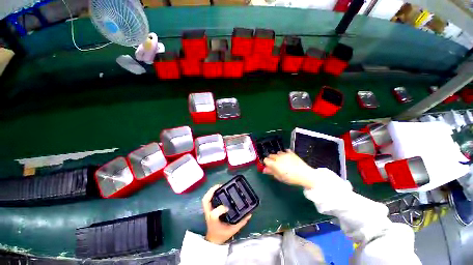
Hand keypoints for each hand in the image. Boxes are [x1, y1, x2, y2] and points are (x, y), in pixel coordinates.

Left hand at [201, 185, 251, 244]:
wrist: (213, 240)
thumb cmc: (222, 234)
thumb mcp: (233, 230)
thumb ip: (241, 223)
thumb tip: (249, 214)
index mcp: (214, 221)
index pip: (214, 215)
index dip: (220, 209)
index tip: (227, 208)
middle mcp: (209, 214)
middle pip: (205, 201)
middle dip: (211, 192)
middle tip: (220, 186)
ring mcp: (207, 211)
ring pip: (205, 199)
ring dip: (211, 191)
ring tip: (219, 186)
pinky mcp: (208, 209)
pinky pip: (207, 199)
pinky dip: (210, 193)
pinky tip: (217, 190)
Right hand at [263, 150, 314, 188]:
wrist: (305, 175)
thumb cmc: (291, 178)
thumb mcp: (280, 177)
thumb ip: (271, 172)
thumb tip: (264, 169)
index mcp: (274, 164)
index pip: (265, 160)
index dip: (266, 163)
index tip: (269, 166)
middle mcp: (278, 157)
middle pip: (270, 155)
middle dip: (271, 159)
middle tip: (275, 165)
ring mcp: (285, 154)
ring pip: (277, 152)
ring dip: (278, 156)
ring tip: (282, 161)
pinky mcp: (291, 153)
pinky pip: (285, 150)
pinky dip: (285, 153)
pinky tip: (287, 157)